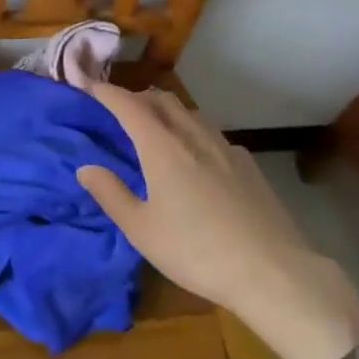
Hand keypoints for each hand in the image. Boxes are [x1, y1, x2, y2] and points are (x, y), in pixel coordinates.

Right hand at [76, 84, 358, 358]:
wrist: (272, 271)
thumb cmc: (196, 251)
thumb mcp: (142, 230)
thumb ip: (111, 194)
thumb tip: (86, 167)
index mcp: (162, 147)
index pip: (128, 105)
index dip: (106, 93)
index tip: (89, 87)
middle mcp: (193, 136)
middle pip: (162, 100)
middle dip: (138, 97)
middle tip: (121, 108)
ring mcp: (225, 148)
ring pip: (190, 113)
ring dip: (167, 111)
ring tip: (156, 127)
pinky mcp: (248, 165)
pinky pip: (213, 134)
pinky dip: (194, 132)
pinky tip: (198, 156)